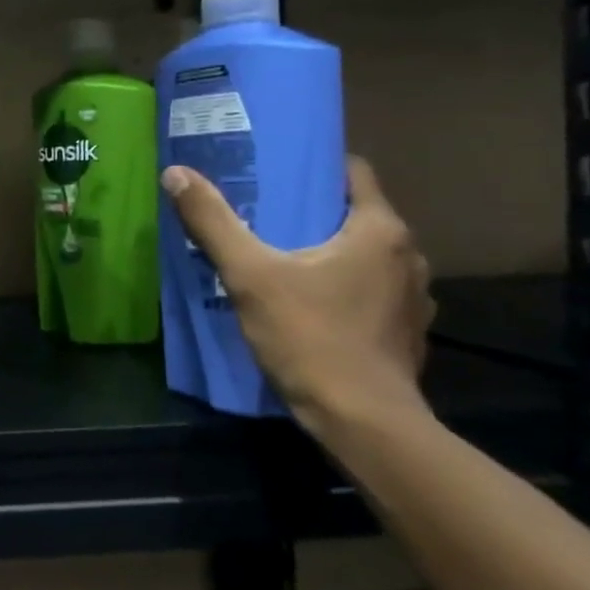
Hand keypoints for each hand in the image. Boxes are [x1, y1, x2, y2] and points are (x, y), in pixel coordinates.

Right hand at [160, 157, 435, 436]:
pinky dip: (345, 287)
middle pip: (358, 215)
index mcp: (379, 231)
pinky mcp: (407, 333)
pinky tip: (311, 303)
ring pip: (366, 256)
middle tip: (265, 213)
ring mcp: (413, 298)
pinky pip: (372, 292)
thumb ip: (213, 223)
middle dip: (315, 211)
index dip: (316, 166)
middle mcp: (408, 257)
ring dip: (332, 252)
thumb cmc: (311, 337)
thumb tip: (176, 173)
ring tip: (284, 258)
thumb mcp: (250, 276)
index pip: (354, 173)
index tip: (277, 169)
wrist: (363, 423)